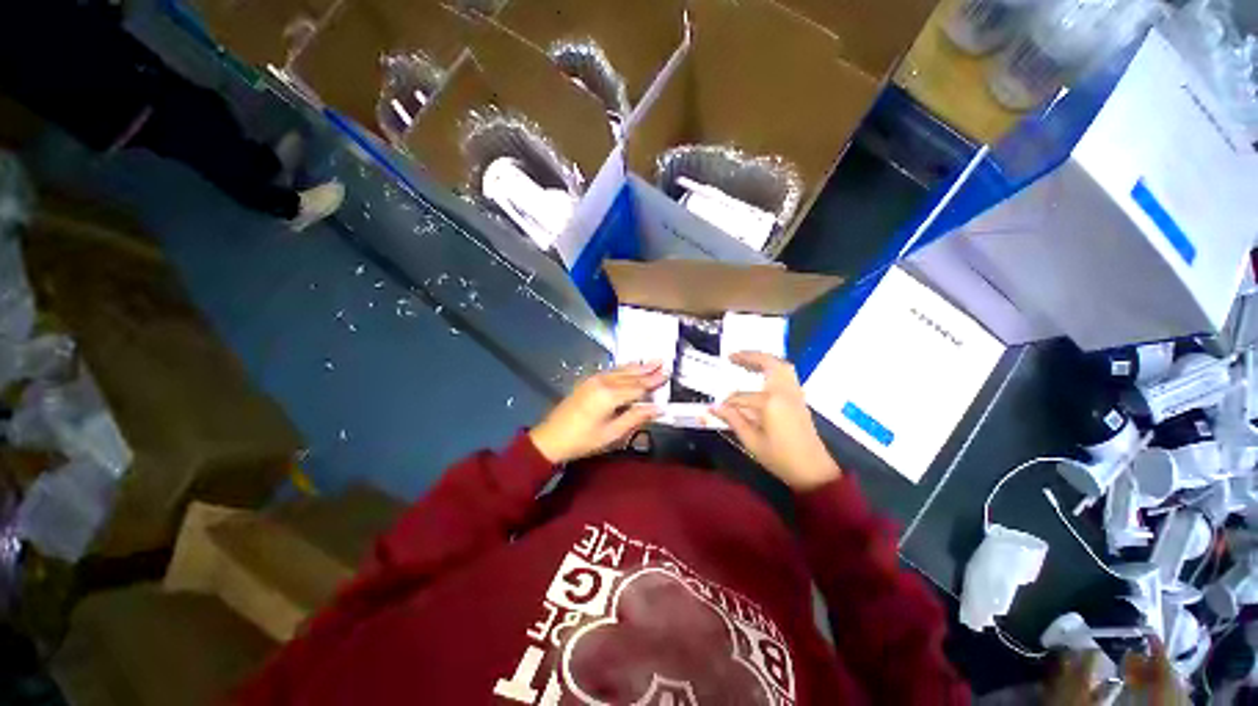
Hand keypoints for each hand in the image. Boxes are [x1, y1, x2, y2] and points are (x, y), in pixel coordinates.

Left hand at [529, 362, 665, 463]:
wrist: (551, 437)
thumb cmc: (583, 440)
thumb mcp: (612, 433)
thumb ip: (635, 418)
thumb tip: (657, 408)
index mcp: (610, 395)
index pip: (638, 387)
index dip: (654, 382)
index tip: (667, 374)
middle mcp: (603, 382)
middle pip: (630, 375)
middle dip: (647, 370)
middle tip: (663, 362)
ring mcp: (594, 380)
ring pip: (620, 370)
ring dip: (637, 366)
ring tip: (650, 361)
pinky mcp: (588, 381)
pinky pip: (611, 371)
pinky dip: (623, 368)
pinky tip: (629, 366)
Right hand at [711, 352, 840, 491]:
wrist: (813, 471)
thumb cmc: (780, 458)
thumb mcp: (751, 441)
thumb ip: (733, 420)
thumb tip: (714, 407)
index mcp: (770, 402)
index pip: (741, 397)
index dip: (727, 403)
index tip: (716, 407)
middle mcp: (784, 391)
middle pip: (768, 364)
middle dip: (749, 357)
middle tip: (732, 356)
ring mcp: (794, 393)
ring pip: (781, 365)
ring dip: (764, 359)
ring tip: (746, 359)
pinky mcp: (799, 398)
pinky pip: (787, 374)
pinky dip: (774, 367)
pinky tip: (763, 373)